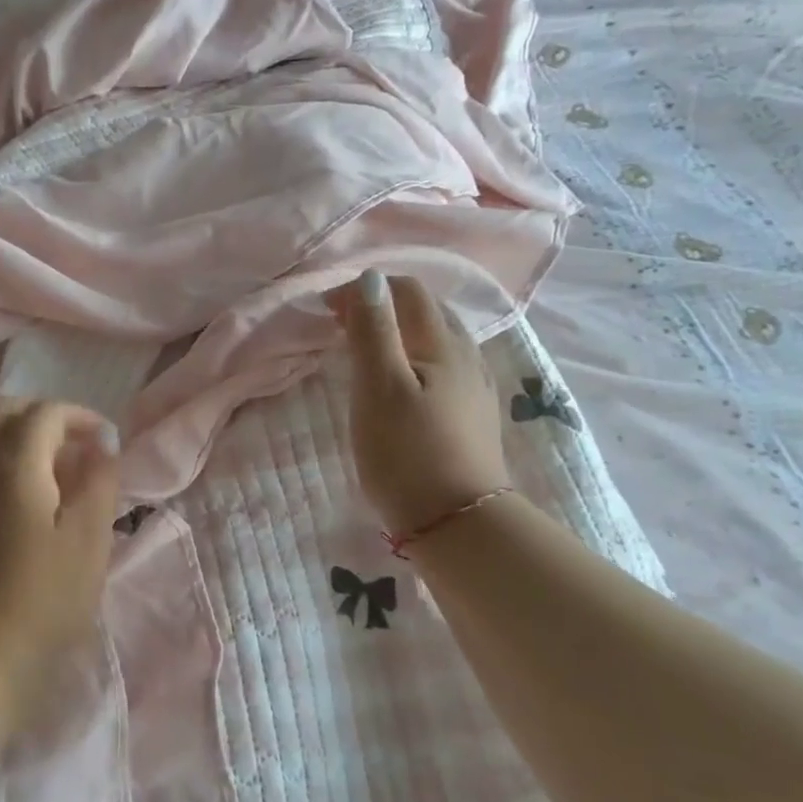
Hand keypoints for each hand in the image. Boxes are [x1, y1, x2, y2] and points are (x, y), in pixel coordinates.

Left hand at [0, 398, 121, 714]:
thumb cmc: (45, 597)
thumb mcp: (89, 538)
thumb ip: (99, 480)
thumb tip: (101, 444)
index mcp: (14, 465)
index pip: (44, 413)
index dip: (80, 416)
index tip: (106, 441)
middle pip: (4, 410)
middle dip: (45, 416)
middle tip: (77, 445)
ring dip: (25, 437)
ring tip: (61, 474)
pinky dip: (8, 461)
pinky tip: (34, 500)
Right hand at [326, 269, 510, 535]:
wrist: (457, 524)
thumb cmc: (408, 453)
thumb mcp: (379, 388)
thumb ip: (373, 330)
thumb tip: (370, 277)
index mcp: (442, 344)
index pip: (407, 291)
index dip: (366, 290)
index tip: (327, 311)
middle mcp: (466, 356)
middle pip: (427, 311)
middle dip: (384, 306)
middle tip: (341, 326)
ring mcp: (475, 387)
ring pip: (437, 340)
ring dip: (400, 332)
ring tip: (365, 352)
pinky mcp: (473, 416)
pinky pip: (443, 368)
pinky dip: (415, 359)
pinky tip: (402, 384)